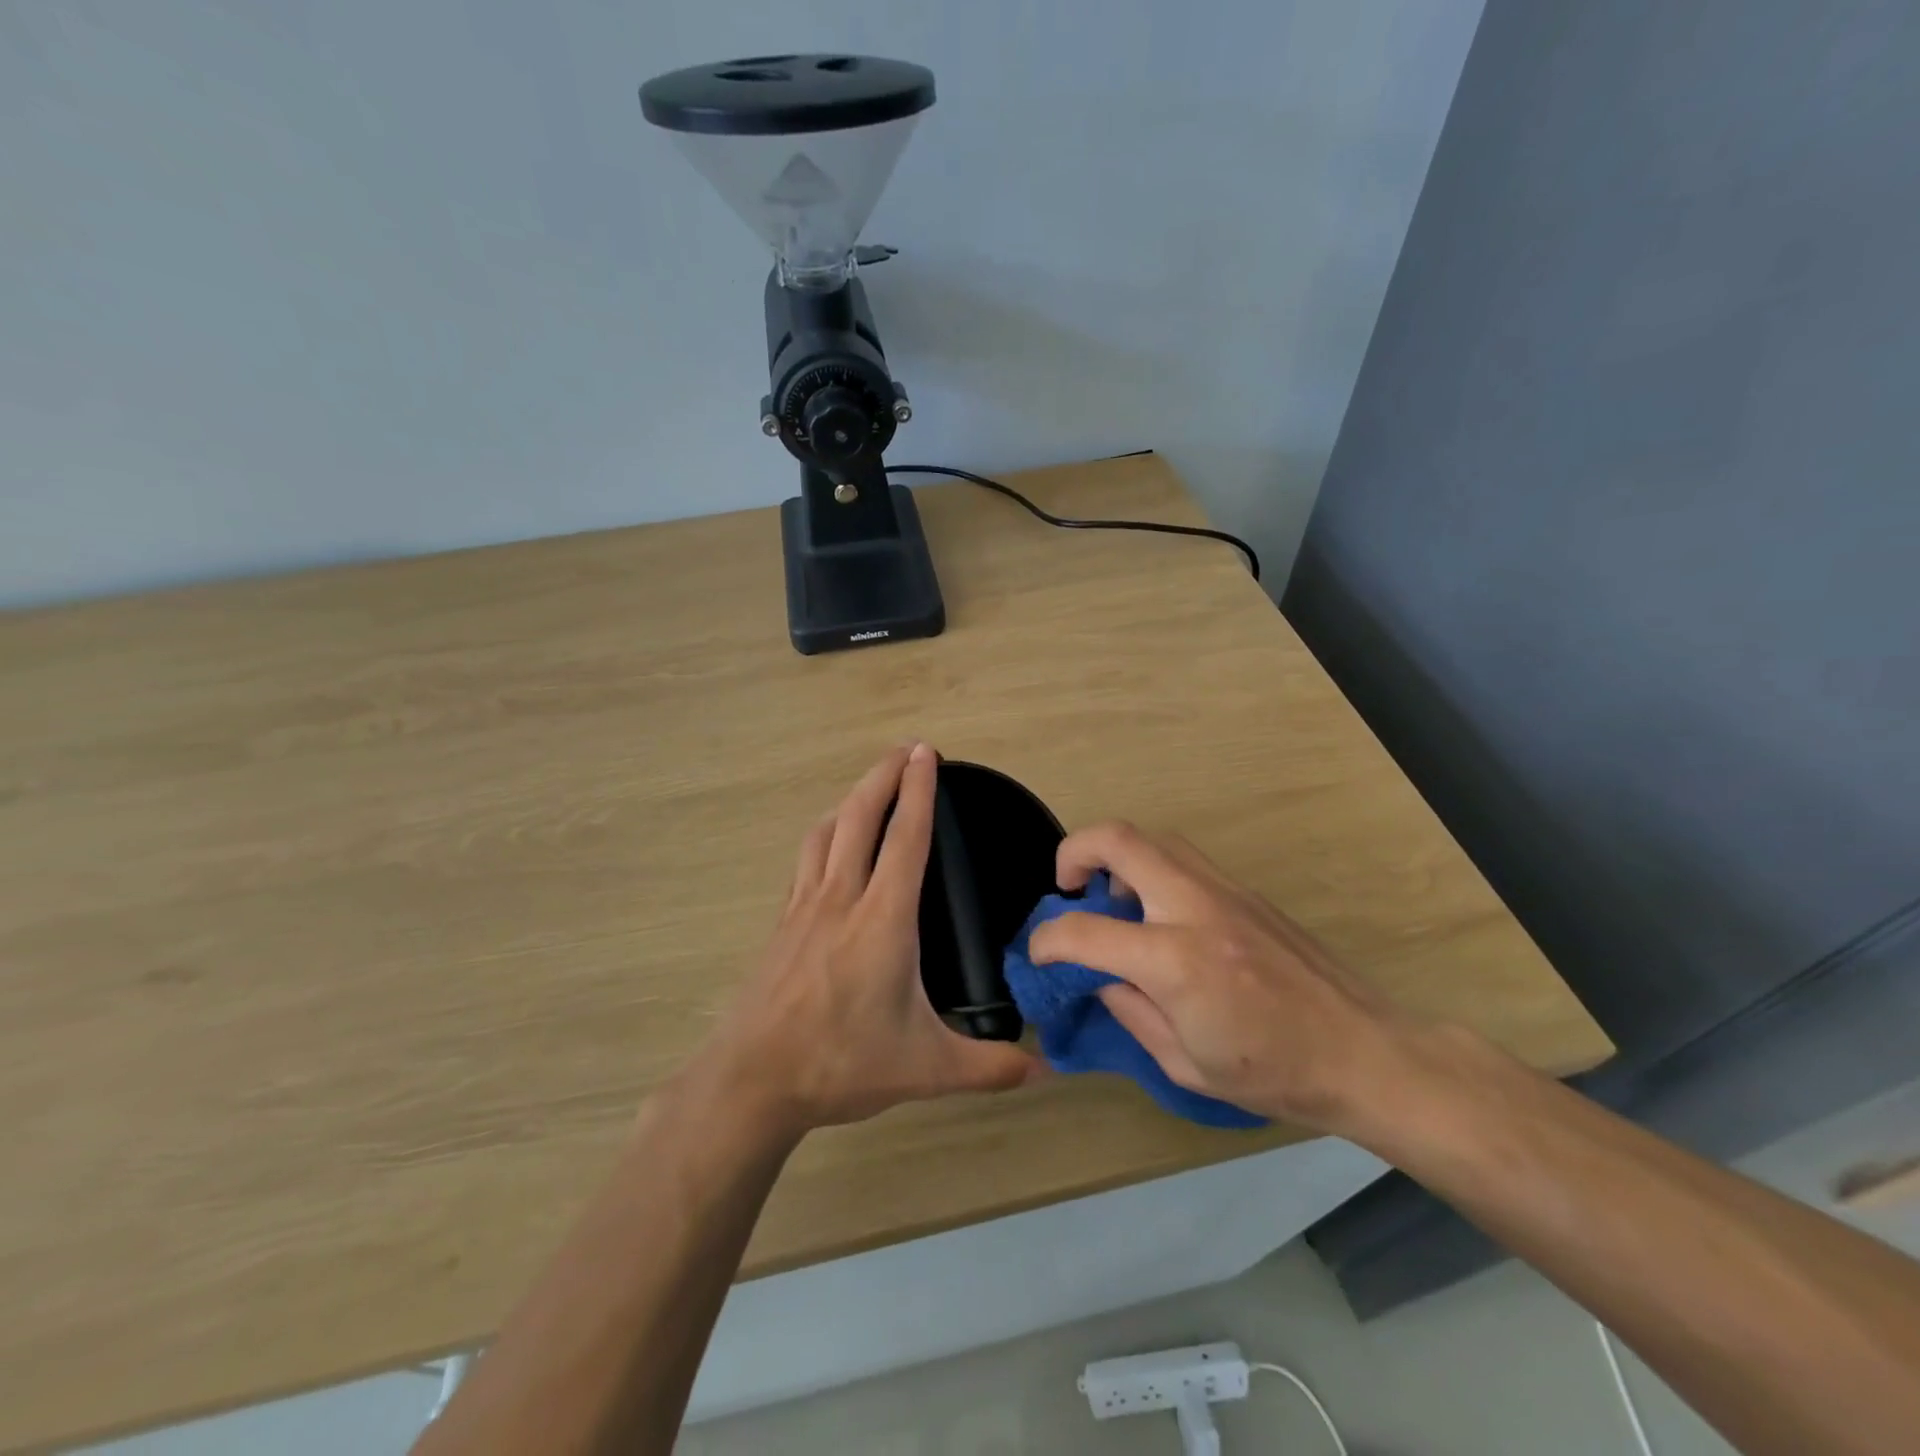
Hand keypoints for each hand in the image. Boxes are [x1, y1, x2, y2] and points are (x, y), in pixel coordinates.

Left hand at [697, 743, 1038, 1135]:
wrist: (752, 1080)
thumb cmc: (842, 1064)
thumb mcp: (926, 1070)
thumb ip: (989, 1067)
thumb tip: (1045, 1070)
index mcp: (883, 920)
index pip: (905, 838)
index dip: (919, 791)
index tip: (927, 754)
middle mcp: (842, 898)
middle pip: (860, 816)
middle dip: (884, 775)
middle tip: (907, 749)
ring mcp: (805, 907)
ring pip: (826, 831)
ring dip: (851, 798)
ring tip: (871, 785)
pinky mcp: (783, 922)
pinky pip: (806, 858)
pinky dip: (825, 832)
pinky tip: (829, 841)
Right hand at [1028, 821, 1413, 1132]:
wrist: (1364, 1051)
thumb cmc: (1273, 1073)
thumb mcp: (1184, 1062)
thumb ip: (1130, 1010)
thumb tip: (1099, 976)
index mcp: (1175, 961)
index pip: (1085, 931)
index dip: (1046, 939)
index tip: (1038, 952)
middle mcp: (1194, 907)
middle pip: (1118, 840)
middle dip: (1073, 852)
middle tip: (1067, 886)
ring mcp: (1224, 890)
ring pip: (1153, 838)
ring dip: (1117, 857)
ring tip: (1115, 900)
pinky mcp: (1245, 890)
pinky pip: (1183, 859)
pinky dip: (1152, 870)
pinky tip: (1160, 915)